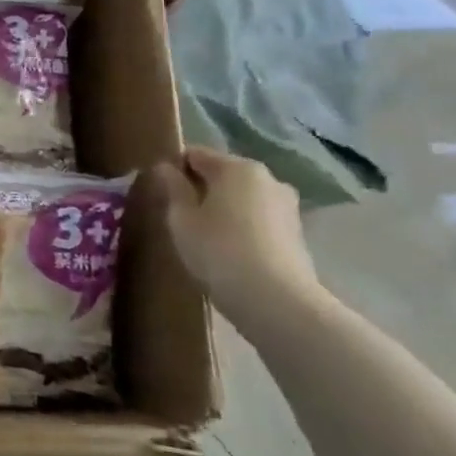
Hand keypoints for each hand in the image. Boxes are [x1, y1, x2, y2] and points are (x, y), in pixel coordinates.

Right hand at [152, 147, 323, 334]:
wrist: (276, 301)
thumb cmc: (219, 251)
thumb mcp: (181, 219)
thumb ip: (172, 188)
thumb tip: (164, 168)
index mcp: (237, 167)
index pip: (195, 154)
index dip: (173, 169)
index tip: (159, 192)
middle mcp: (267, 178)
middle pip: (222, 174)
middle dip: (199, 189)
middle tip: (178, 216)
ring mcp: (287, 206)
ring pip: (242, 198)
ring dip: (221, 208)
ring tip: (203, 236)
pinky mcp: (296, 233)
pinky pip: (257, 219)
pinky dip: (241, 226)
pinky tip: (228, 251)